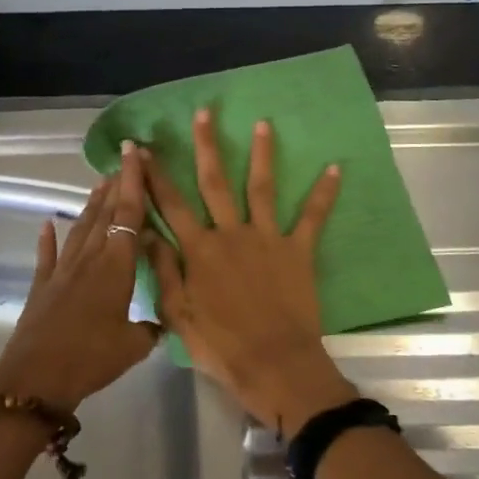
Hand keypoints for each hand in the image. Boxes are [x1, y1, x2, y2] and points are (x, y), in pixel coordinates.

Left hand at [0, 142, 158, 414]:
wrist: (35, 381)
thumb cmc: (91, 358)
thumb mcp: (134, 346)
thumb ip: (153, 326)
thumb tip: (166, 318)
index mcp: (116, 266)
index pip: (129, 214)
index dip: (134, 181)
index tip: (135, 152)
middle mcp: (90, 259)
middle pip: (105, 213)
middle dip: (117, 184)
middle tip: (125, 160)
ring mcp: (63, 271)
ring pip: (81, 228)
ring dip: (91, 204)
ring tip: (100, 182)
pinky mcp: (42, 287)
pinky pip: (47, 256)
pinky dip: (48, 239)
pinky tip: (47, 223)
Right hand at [141, 108, 354, 435]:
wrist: (275, 366)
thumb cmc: (222, 347)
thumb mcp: (179, 316)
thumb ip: (164, 271)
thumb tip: (148, 233)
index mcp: (199, 250)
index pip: (170, 204)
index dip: (153, 175)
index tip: (142, 147)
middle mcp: (231, 234)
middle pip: (214, 182)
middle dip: (206, 145)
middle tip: (204, 112)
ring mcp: (267, 238)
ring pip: (261, 187)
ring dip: (262, 154)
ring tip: (263, 123)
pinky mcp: (298, 250)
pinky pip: (313, 217)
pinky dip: (324, 193)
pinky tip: (336, 168)